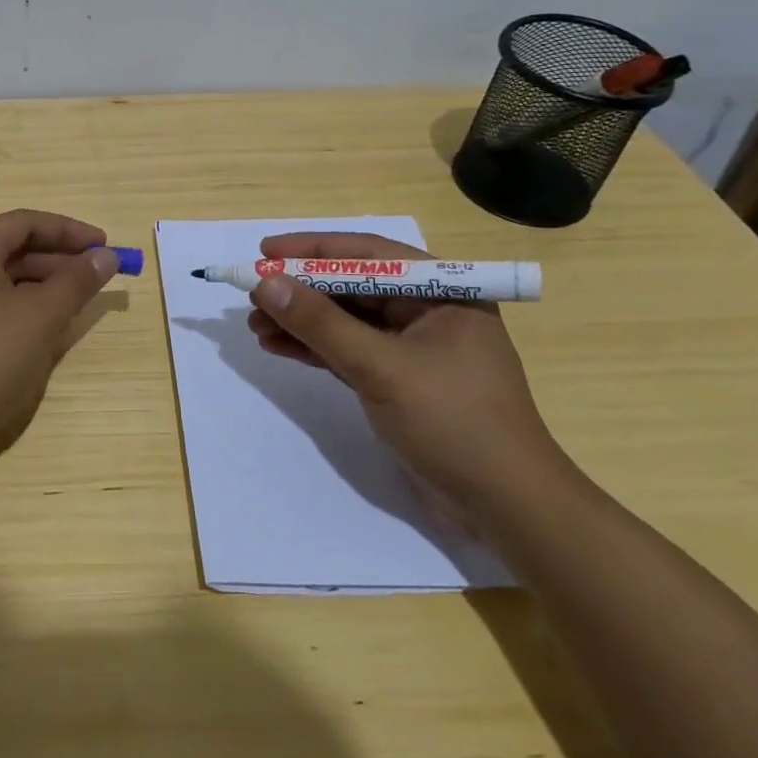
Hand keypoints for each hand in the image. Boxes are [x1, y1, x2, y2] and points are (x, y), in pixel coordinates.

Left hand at [0, 209, 118, 481]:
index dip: (69, 230)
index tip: (105, 245)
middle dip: (59, 259)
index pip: (25, 222)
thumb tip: (105, 256)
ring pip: (3, 281)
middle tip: (99, 275)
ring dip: (44, 286)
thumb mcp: (40, 317)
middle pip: (13, 248)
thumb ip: (76, 281)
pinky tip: (46, 330)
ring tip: (80, 302)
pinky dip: (23, 310)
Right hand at [246, 232, 577, 519]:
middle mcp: (427, 311)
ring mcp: (413, 348)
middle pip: (352, 287)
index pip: (367, 254)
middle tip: (252, 295)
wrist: (505, 507)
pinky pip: (349, 352)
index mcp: (441, 291)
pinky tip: (278, 347)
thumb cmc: (452, 422)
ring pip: (346, 321)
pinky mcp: (400, 381)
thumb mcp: (381, 367)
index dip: (311, 250)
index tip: (265, 252)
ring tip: (255, 325)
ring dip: (301, 322)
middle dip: (300, 291)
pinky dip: (315, 349)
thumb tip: (266, 284)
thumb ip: (321, 324)